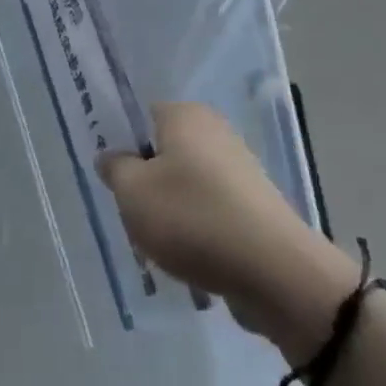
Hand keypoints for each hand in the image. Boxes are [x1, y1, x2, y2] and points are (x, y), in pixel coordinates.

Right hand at [98, 101, 358, 358]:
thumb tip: (112, 157)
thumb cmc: (192, 218)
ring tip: (160, 246)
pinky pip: (210, 209)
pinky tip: (190, 258)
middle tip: (133, 215)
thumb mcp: (133, 193)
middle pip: (163, 152)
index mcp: (184, 114)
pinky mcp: (252, 204)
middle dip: (145, 183)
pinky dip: (197, 230)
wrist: (273, 270)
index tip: (112, 178)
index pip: (141, 117)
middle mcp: (213, 130)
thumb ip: (115, 169)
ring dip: (170, 212)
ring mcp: (237, 167)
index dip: (122, 145)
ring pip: (185, 185)